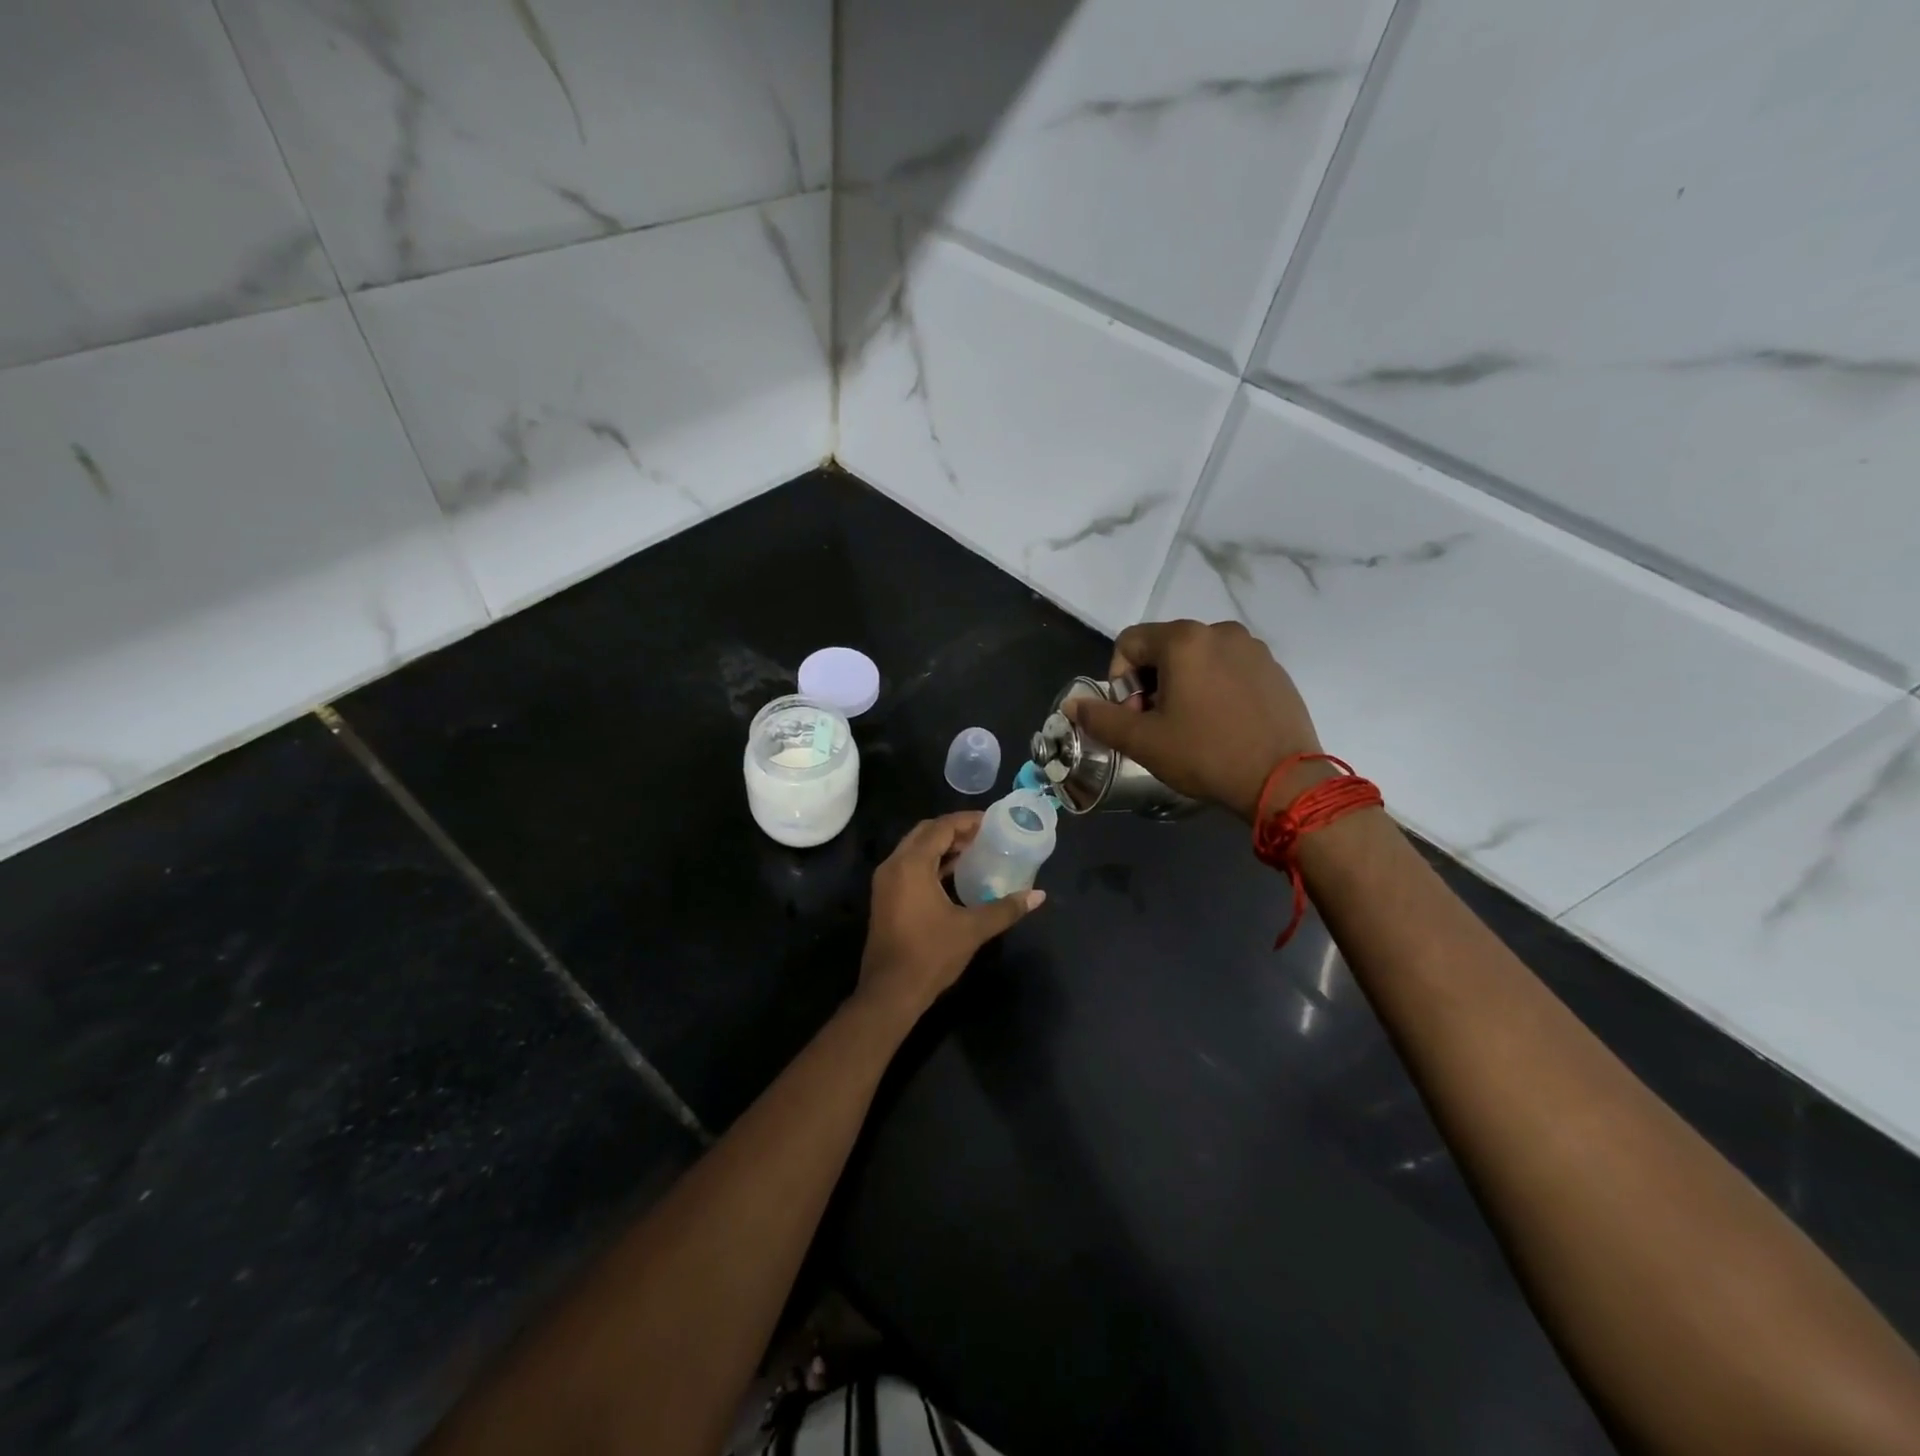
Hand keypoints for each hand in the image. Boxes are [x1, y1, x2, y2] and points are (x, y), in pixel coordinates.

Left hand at [857, 813, 1044, 1024]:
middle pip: (925, 833)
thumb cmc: (930, 955)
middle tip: (984, 835)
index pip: (940, 828)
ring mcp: (885, 882)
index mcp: (911, 864)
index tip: (991, 822)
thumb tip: (1038, 895)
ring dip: (941, 846)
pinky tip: (954, 874)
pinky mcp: (885, 897)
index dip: (966, 821)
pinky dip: (930, 862)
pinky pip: (909, 866)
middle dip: (953, 830)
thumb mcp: (972, 929)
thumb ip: (1005, 908)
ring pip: (915, 850)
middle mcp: (894, 865)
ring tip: (974, 851)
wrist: (890, 992)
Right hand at [1066, 619, 1322, 821]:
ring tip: (1190, 726)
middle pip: (1164, 647)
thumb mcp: (1143, 741)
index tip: (1134, 715)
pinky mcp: (1275, 669)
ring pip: (1197, 658)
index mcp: (1184, 640)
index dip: (1119, 679)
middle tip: (1158, 724)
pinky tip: (1221, 724)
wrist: (1284, 781)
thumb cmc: (1206, 755)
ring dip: (1182, 685)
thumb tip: (1072, 704)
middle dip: (1150, 682)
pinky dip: (1214, 688)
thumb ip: (1101, 718)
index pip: (1129, 642)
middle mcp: (1220, 631)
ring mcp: (1252, 648)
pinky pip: (1228, 668)